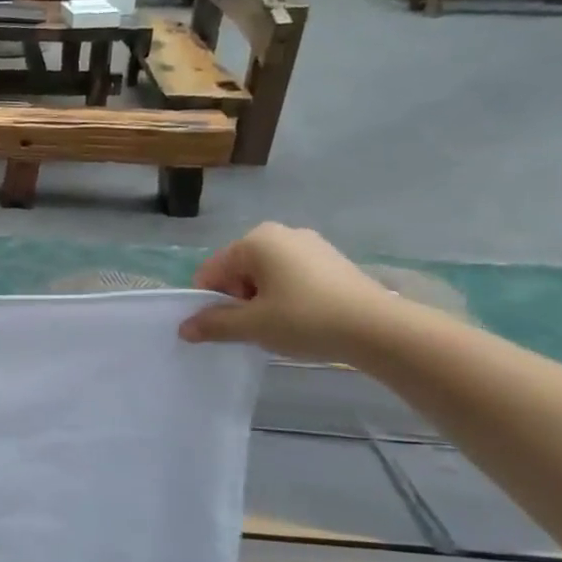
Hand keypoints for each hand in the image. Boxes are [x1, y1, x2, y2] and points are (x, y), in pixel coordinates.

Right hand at [177, 223, 399, 362]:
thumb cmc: (305, 319)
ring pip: (265, 275)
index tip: (225, 328)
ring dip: (261, 300)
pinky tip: (301, 319)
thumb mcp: (252, 326)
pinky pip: (291, 276)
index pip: (211, 271)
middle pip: (238, 270)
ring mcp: (309, 244)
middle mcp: (280, 233)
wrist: (377, 328)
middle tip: (254, 329)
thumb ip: (213, 324)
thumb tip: (184, 328)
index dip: (210, 302)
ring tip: (279, 326)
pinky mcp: (331, 260)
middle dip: (237, 300)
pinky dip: (285, 296)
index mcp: (255, 241)